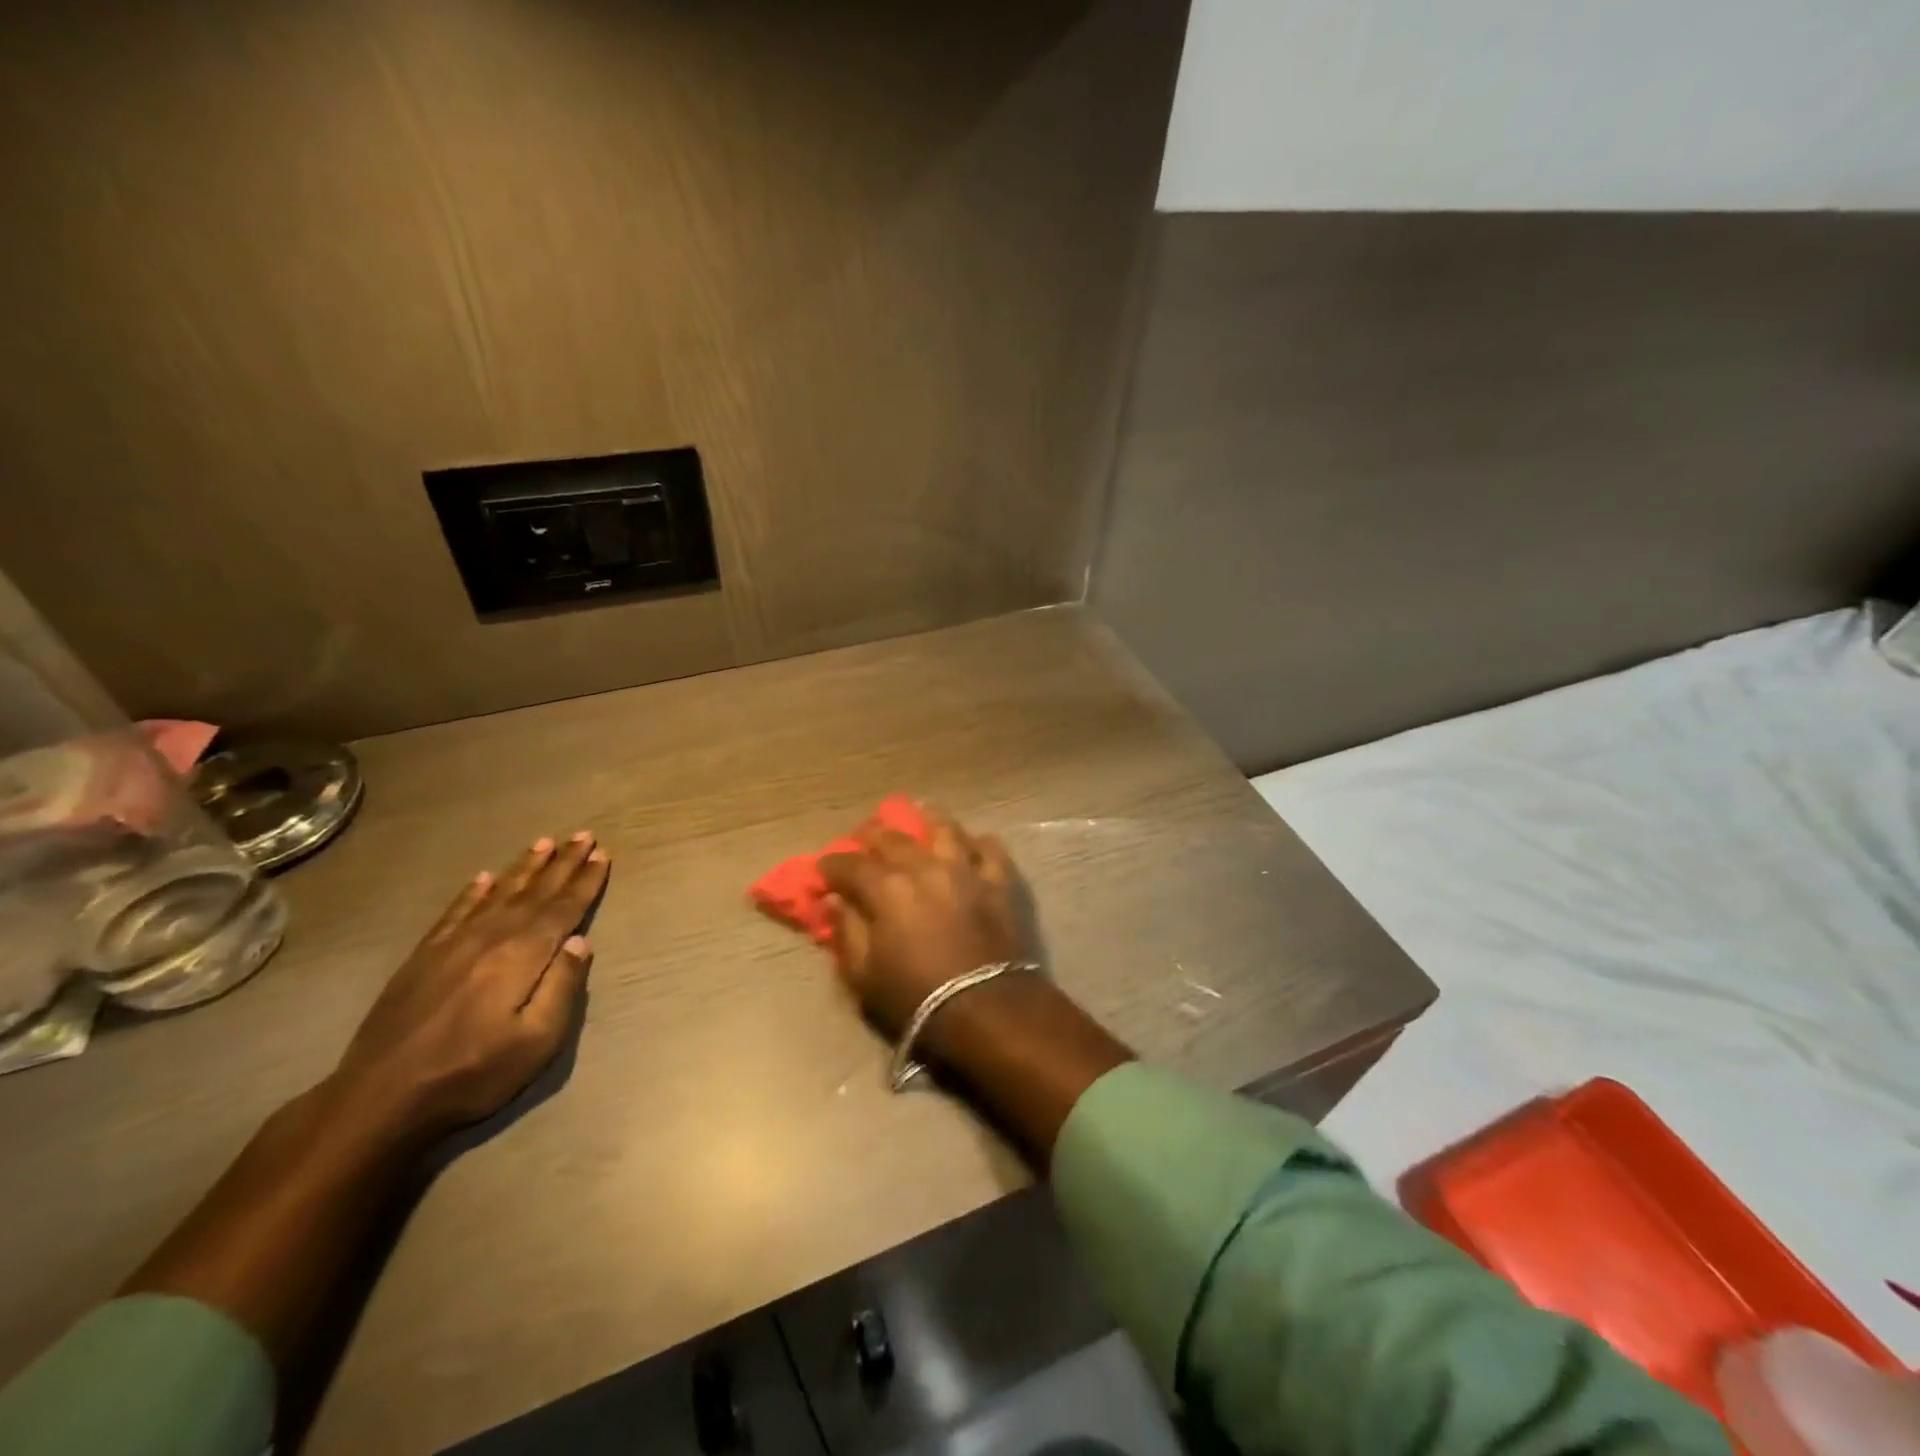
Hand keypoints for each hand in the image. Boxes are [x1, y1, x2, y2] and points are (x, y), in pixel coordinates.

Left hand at [329, 832, 609, 1141]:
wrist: (379, 1099)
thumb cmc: (471, 1074)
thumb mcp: (536, 1042)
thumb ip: (562, 988)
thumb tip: (581, 941)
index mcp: (522, 957)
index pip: (563, 909)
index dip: (585, 881)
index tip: (603, 854)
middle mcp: (490, 938)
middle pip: (534, 893)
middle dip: (562, 864)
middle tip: (582, 835)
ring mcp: (452, 945)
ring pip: (497, 894)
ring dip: (524, 868)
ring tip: (544, 843)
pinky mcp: (422, 958)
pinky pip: (455, 912)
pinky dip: (473, 892)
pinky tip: (484, 878)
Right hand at [820, 807, 1036, 1040]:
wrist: (986, 1009)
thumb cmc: (916, 998)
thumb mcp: (864, 976)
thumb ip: (847, 933)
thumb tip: (835, 902)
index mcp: (887, 889)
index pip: (850, 866)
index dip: (832, 865)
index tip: (823, 868)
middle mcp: (925, 867)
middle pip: (894, 839)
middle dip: (873, 835)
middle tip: (863, 835)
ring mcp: (966, 870)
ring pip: (946, 830)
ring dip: (929, 819)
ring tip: (922, 812)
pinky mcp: (999, 882)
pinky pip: (991, 851)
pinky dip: (980, 843)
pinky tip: (975, 842)